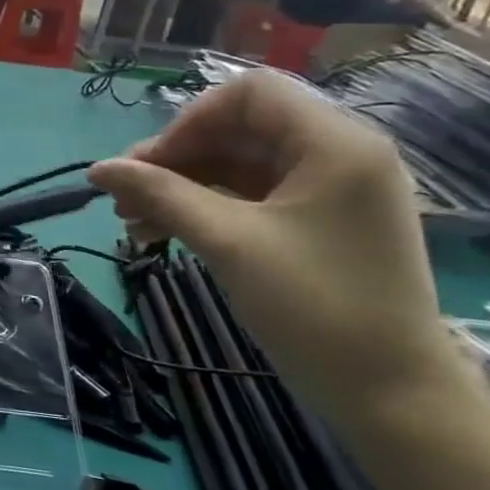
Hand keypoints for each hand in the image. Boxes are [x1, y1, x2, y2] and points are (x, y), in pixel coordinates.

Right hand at [87, 72, 478, 438]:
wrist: (392, 395)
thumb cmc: (315, 306)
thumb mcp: (227, 242)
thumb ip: (159, 194)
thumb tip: (97, 169)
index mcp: (334, 144)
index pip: (248, 94)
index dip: (189, 120)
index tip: (149, 167)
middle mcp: (338, 155)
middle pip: (237, 129)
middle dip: (174, 159)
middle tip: (123, 198)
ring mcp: (329, 191)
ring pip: (236, 164)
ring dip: (180, 185)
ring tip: (133, 222)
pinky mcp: (317, 223)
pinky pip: (249, 195)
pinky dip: (203, 207)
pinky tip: (162, 232)